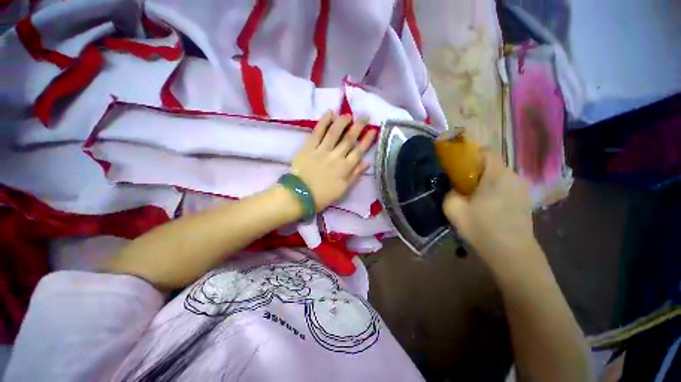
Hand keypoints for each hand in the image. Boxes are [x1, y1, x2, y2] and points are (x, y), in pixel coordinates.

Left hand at [291, 111, 375, 210]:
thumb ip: (355, 175)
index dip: (367, 140)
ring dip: (343, 121)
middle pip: (349, 139)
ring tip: (348, 114)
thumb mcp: (343, 189)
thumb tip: (366, 162)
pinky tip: (330, 113)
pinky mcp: (308, 147)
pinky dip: (324, 122)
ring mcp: (322, 151)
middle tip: (365, 116)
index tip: (373, 130)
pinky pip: (317, 132)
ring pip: (334, 133)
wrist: (300, 196)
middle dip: (358, 126)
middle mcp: (336, 157)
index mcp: (345, 168)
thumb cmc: (323, 196)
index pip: (359, 151)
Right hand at [443, 153, 536, 263]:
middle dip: (474, 170)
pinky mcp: (525, 199)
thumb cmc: (482, 228)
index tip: (457, 166)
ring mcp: (522, 188)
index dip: (469, 154)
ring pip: (499, 175)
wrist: (512, 254)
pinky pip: (506, 185)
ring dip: (484, 180)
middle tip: (461, 184)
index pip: (485, 151)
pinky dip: (494, 189)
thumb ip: (449, 192)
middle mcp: (513, 176)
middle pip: (491, 164)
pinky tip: (487, 205)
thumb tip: (453, 187)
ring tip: (473, 196)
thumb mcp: (454, 210)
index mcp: (497, 175)